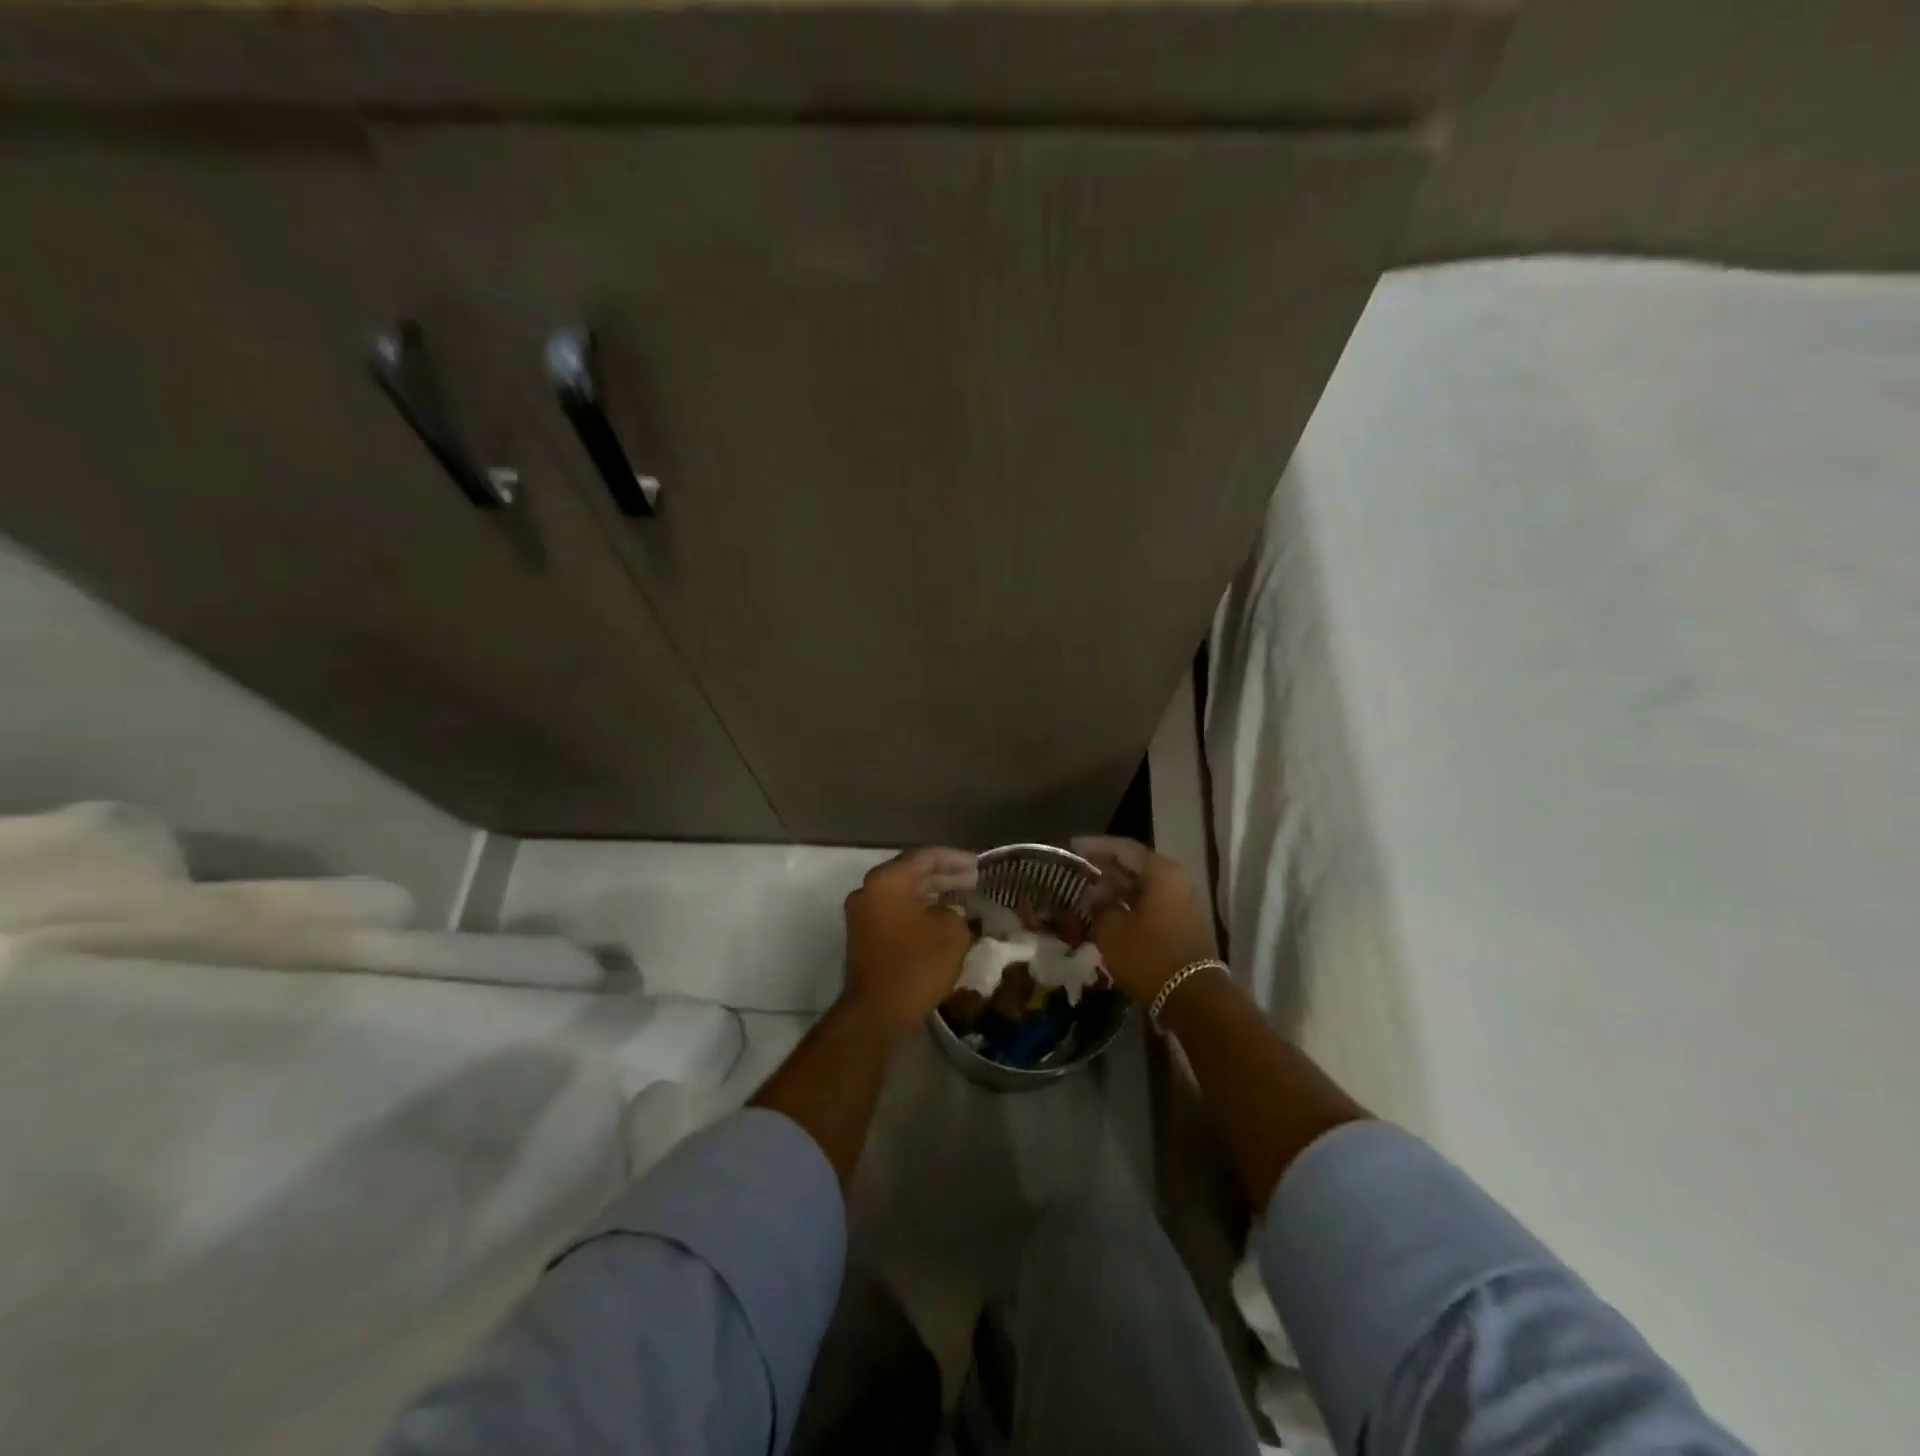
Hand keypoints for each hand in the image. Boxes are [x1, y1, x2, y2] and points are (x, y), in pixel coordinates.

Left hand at [842, 847, 977, 1036]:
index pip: (925, 857)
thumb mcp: (952, 932)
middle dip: (945, 876)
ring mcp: (862, 915)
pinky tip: (942, 919)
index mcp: (887, 880)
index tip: (979, 865)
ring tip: (963, 898)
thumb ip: (956, 912)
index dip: (956, 859)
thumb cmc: (916, 965)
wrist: (876, 1012)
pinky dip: (919, 911)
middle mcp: (869, 890)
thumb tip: (949, 913)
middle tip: (974, 880)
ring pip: (903, 894)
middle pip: (911, 873)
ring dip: (933, 894)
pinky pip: (896, 913)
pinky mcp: (864, 937)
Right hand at [1071, 835, 1217, 1003]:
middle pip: (1135, 865)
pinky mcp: (1183, 923)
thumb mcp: (1112, 929)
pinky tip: (1109, 913)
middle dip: (1105, 868)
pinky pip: (1151, 903)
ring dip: (1117, 888)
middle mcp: (1175, 879)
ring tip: (1088, 892)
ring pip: (1143, 886)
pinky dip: (1129, 904)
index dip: (1094, 846)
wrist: (1193, 998)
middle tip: (1078, 870)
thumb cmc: (1149, 955)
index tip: (1071, 847)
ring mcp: (1183, 902)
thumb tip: (1095, 896)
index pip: (1122, 848)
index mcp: (1159, 871)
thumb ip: (1099, 905)